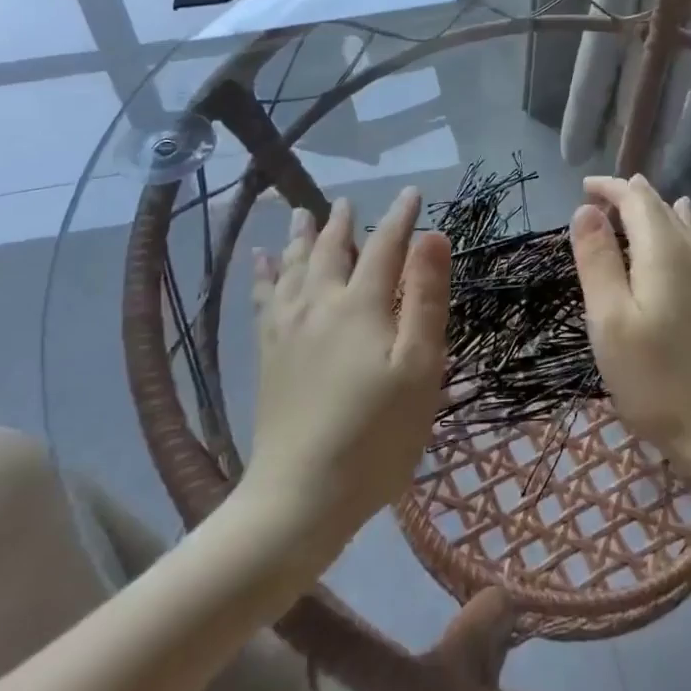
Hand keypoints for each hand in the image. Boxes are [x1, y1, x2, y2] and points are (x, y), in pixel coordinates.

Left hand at [247, 189, 449, 554]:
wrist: (299, 497)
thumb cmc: (375, 436)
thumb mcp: (419, 369)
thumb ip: (425, 299)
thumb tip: (432, 236)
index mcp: (360, 306)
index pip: (384, 246)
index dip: (400, 218)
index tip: (413, 193)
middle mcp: (319, 305)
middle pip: (330, 250)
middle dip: (342, 222)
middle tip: (346, 201)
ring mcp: (287, 329)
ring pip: (292, 267)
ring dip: (299, 237)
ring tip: (298, 214)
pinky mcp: (268, 355)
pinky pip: (264, 298)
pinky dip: (264, 274)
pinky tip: (258, 263)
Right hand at [569, 175, 690, 482]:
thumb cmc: (656, 380)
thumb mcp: (610, 320)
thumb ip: (597, 260)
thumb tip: (587, 209)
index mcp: (665, 251)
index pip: (637, 199)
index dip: (610, 187)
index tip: (583, 188)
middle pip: (661, 207)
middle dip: (629, 196)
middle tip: (598, 198)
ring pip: (682, 225)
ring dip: (653, 211)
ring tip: (632, 205)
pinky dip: (674, 230)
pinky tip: (679, 235)